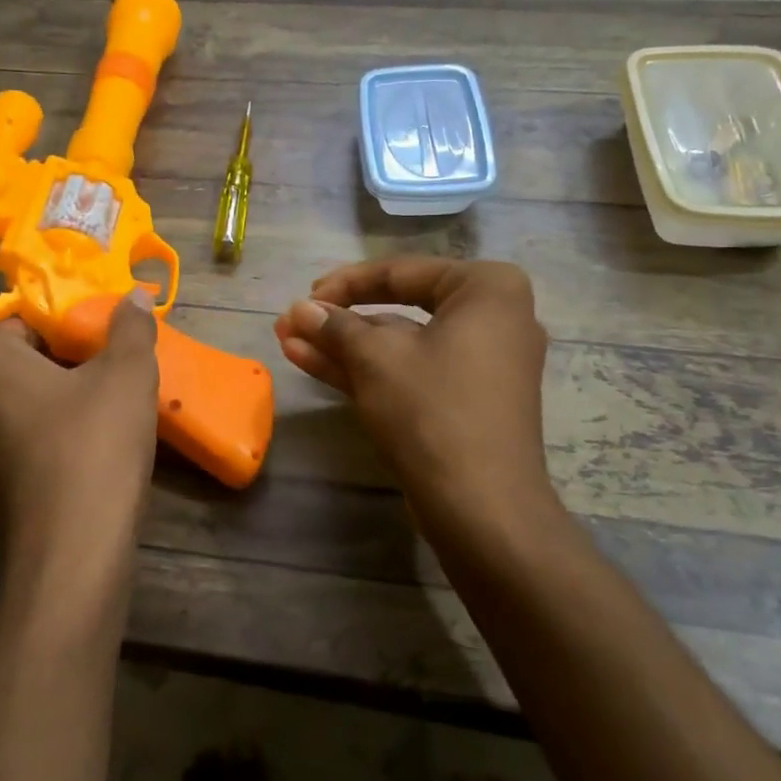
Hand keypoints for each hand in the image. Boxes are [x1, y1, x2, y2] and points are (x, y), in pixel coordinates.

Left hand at [0, 290, 159, 588]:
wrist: (73, 549)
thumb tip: (134, 296)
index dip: (70, 323)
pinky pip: (23, 439)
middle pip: (23, 361)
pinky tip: (94, 446)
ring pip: (23, 402)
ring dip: (62, 399)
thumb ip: (130, 328)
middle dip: (68, 360)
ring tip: (111, 405)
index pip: (26, 320)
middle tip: (114, 367)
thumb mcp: (126, 374)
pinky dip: (53, 435)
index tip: (107, 337)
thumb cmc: (93, 443)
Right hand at [274, 258, 565, 555]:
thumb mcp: (375, 358)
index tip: (304, 297)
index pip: (402, 273)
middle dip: (338, 320)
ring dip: (343, 345)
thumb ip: (335, 326)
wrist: (481, 507)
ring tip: (288, 341)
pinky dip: (367, 369)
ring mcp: (480, 365)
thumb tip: (299, 309)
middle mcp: (492, 319)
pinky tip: (311, 362)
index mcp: (487, 290)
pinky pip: (410, 372)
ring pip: (399, 346)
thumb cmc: (432, 409)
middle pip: (400, 309)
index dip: (345, 283)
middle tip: (291, 322)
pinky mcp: (464, 402)